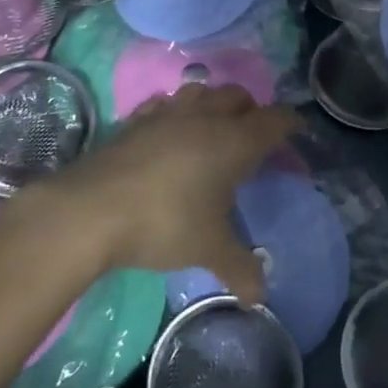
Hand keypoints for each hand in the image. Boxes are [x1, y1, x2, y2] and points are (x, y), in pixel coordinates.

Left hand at [47, 83, 299, 302]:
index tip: (295, 131)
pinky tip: (169, 130)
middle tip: (253, 135)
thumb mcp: (208, 250)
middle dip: (251, 110)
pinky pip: (165, 103)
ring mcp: (168, 113)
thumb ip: (239, 268)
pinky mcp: (136, 119)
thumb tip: (260, 296)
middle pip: (239, 96)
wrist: (92, 209)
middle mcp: (206, 117)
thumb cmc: (164, 223)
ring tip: (212, 128)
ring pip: (201, 91)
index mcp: (235, 141)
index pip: (274, 120)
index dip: (289, 124)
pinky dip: (175, 111)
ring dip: (213, 103)